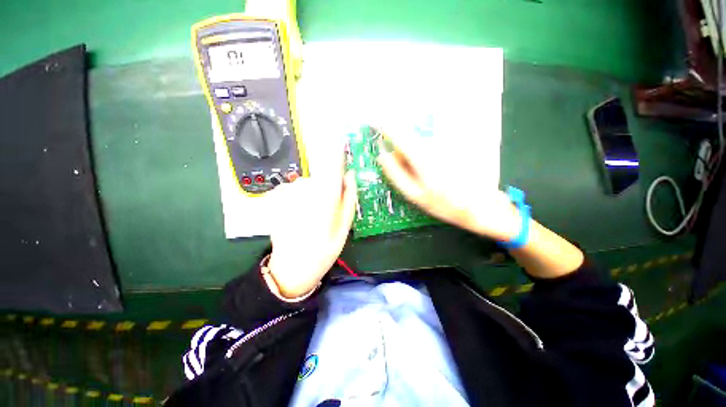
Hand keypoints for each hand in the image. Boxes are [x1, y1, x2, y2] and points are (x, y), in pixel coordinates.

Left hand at [267, 158, 356, 297]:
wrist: (291, 267)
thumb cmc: (323, 250)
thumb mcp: (344, 227)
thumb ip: (348, 199)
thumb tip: (350, 176)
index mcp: (324, 198)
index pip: (333, 167)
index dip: (338, 151)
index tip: (342, 139)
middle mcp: (305, 190)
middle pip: (321, 178)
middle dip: (327, 190)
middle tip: (326, 213)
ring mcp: (288, 193)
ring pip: (308, 184)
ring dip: (312, 196)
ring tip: (311, 218)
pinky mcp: (277, 197)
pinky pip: (295, 190)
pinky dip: (300, 198)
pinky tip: (298, 216)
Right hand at [377, 129, 518, 240]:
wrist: (480, 206)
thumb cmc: (444, 204)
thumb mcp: (414, 195)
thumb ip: (395, 174)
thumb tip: (382, 156)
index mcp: (421, 157)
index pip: (398, 133)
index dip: (385, 126)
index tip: (375, 123)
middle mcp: (435, 144)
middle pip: (410, 138)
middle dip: (403, 150)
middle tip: (408, 171)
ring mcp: (448, 143)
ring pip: (422, 141)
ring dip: (417, 153)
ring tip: (427, 175)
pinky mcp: (457, 145)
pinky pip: (435, 144)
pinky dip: (430, 153)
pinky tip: (438, 171)